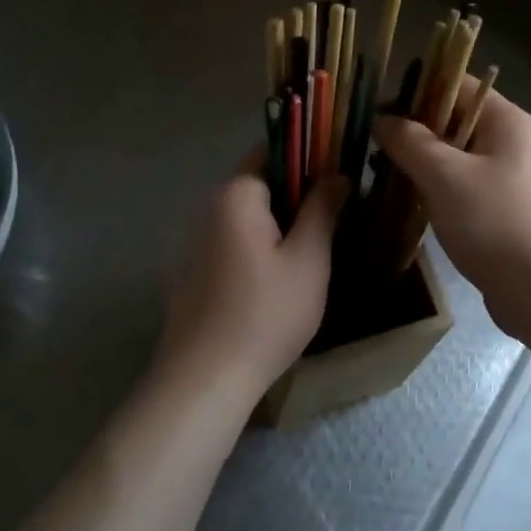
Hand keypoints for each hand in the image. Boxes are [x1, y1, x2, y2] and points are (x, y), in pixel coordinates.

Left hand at [158, 157, 347, 395]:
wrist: (204, 380)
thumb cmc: (266, 314)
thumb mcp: (308, 260)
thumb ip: (322, 209)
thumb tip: (335, 174)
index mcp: (236, 196)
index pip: (272, 150)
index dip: (308, 157)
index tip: (338, 176)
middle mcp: (208, 209)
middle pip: (259, 184)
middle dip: (297, 195)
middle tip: (334, 219)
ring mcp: (195, 243)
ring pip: (247, 218)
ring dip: (278, 225)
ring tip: (313, 252)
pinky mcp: (191, 273)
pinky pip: (232, 244)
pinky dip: (257, 249)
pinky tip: (277, 282)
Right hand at [374, 88, 530, 337]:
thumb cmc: (495, 222)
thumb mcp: (445, 176)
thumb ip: (410, 142)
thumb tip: (383, 120)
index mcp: (506, 121)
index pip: (457, 83)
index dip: (416, 90)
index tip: (378, 108)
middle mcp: (512, 141)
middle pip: (455, 119)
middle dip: (413, 129)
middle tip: (371, 143)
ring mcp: (509, 177)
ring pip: (456, 155)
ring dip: (421, 161)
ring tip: (381, 171)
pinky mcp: (503, 209)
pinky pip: (462, 185)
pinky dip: (436, 187)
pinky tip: (408, 200)